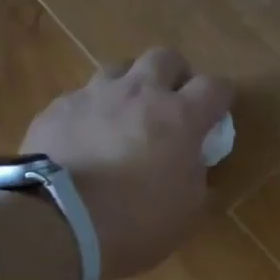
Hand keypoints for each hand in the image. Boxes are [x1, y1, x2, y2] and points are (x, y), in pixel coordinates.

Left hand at [20, 48, 233, 279]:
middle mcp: (139, 93)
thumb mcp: (188, 210)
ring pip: (120, 68)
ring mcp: (94, 96)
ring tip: (127, 115)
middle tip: (173, 104)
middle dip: (176, 75)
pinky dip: (93, 111)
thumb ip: (197, 176)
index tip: (219, 113)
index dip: (221, 97)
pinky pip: (82, 97)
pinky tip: (87, 138)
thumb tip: (194, 162)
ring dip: (131, 85)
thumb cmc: (137, 222)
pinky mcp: (57, 108)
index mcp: (180, 117)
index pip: (215, 87)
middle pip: (166, 58)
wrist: (60, 221)